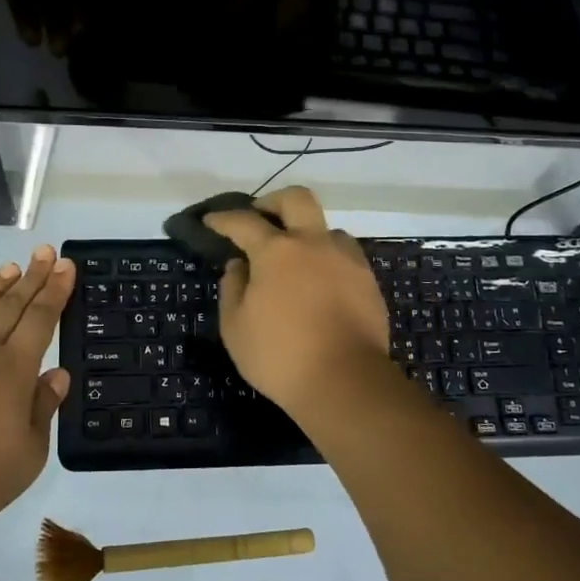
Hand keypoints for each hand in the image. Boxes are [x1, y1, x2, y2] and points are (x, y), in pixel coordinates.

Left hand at [0, 246, 74, 525]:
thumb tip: (57, 373)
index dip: (55, 290)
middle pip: (10, 307)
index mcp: (13, 369)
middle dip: (31, 277)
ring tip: (8, 268)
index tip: (65, 264)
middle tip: (43, 252)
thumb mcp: (29, 451)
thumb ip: (43, 407)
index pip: (40, 319)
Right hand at [203, 187, 391, 413]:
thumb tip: (239, 265)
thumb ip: (232, 288)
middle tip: (260, 217)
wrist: (346, 382)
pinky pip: (345, 255)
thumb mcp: (235, 327)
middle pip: (296, 199)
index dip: (223, 218)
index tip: (211, 221)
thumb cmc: (280, 356)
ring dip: (307, 233)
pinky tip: (319, 283)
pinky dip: (327, 259)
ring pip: (327, 228)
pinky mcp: (368, 281)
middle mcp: (314, 243)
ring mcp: (346, 260)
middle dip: (273, 201)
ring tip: (295, 258)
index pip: (243, 221)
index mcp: (276, 251)